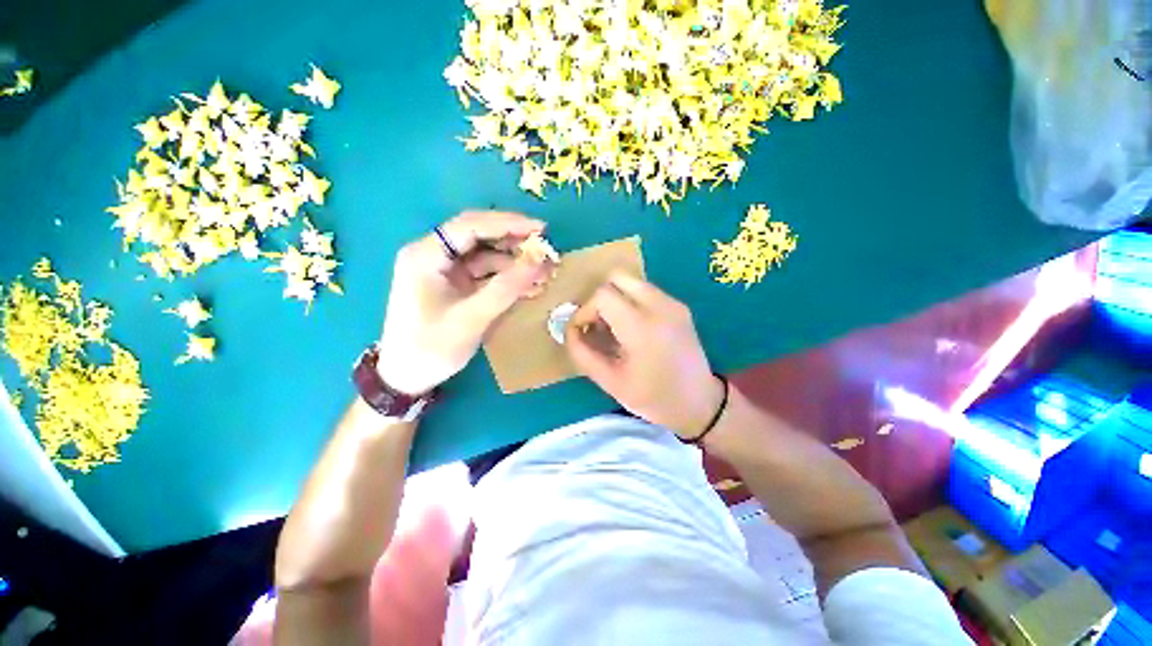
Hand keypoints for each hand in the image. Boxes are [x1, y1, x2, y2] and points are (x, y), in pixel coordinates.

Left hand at [377, 211, 552, 395]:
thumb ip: (506, 288)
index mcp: (425, 255)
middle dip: (513, 241)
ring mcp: (445, 270)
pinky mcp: (455, 284)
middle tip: (545, 248)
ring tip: (544, 271)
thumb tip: (540, 261)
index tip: (541, 229)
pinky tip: (529, 285)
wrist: (408, 377)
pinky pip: (486, 273)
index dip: (507, 223)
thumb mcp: (471, 318)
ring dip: (514, 262)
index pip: (470, 225)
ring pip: (486, 255)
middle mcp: (434, 255)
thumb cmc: (432, 347)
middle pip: (479, 236)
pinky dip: (507, 278)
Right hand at [565, 272, 724, 438]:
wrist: (700, 403)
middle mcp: (660, 306)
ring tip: (614, 327)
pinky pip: (645, 290)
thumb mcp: (611, 382)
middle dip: (599, 297)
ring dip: (615, 298)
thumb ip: (583, 353)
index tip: (583, 331)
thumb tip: (569, 330)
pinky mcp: (679, 306)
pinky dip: (630, 301)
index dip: (585, 310)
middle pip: (617, 276)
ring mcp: (673, 303)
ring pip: (632, 281)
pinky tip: (632, 328)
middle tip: (597, 324)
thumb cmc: (654, 398)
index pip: (603, 295)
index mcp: (642, 327)